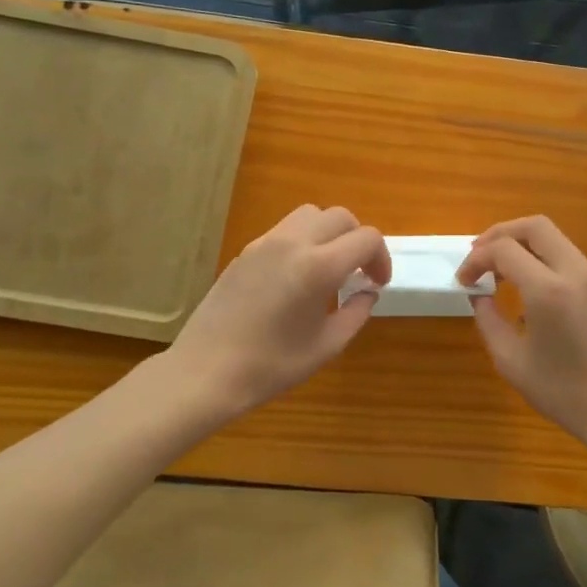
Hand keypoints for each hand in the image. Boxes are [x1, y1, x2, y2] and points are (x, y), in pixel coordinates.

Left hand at [165, 205, 390, 418]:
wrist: (205, 371)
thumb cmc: (271, 366)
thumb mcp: (327, 346)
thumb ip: (356, 313)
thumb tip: (367, 292)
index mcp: (318, 267)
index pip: (366, 238)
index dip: (381, 258)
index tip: (377, 284)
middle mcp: (293, 243)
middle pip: (340, 216)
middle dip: (358, 240)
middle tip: (358, 272)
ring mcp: (265, 243)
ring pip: (310, 215)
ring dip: (329, 233)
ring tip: (328, 267)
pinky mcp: (246, 251)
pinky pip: (285, 230)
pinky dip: (303, 241)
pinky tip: (297, 276)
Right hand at [458, 217, 586, 451]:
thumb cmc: (564, 393)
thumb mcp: (511, 362)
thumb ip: (489, 320)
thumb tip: (480, 295)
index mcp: (550, 290)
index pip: (504, 249)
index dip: (477, 258)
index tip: (464, 280)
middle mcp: (578, 274)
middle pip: (536, 226)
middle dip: (501, 233)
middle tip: (481, 255)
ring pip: (559, 242)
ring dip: (527, 249)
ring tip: (505, 275)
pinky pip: (575, 266)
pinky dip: (549, 267)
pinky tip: (539, 299)